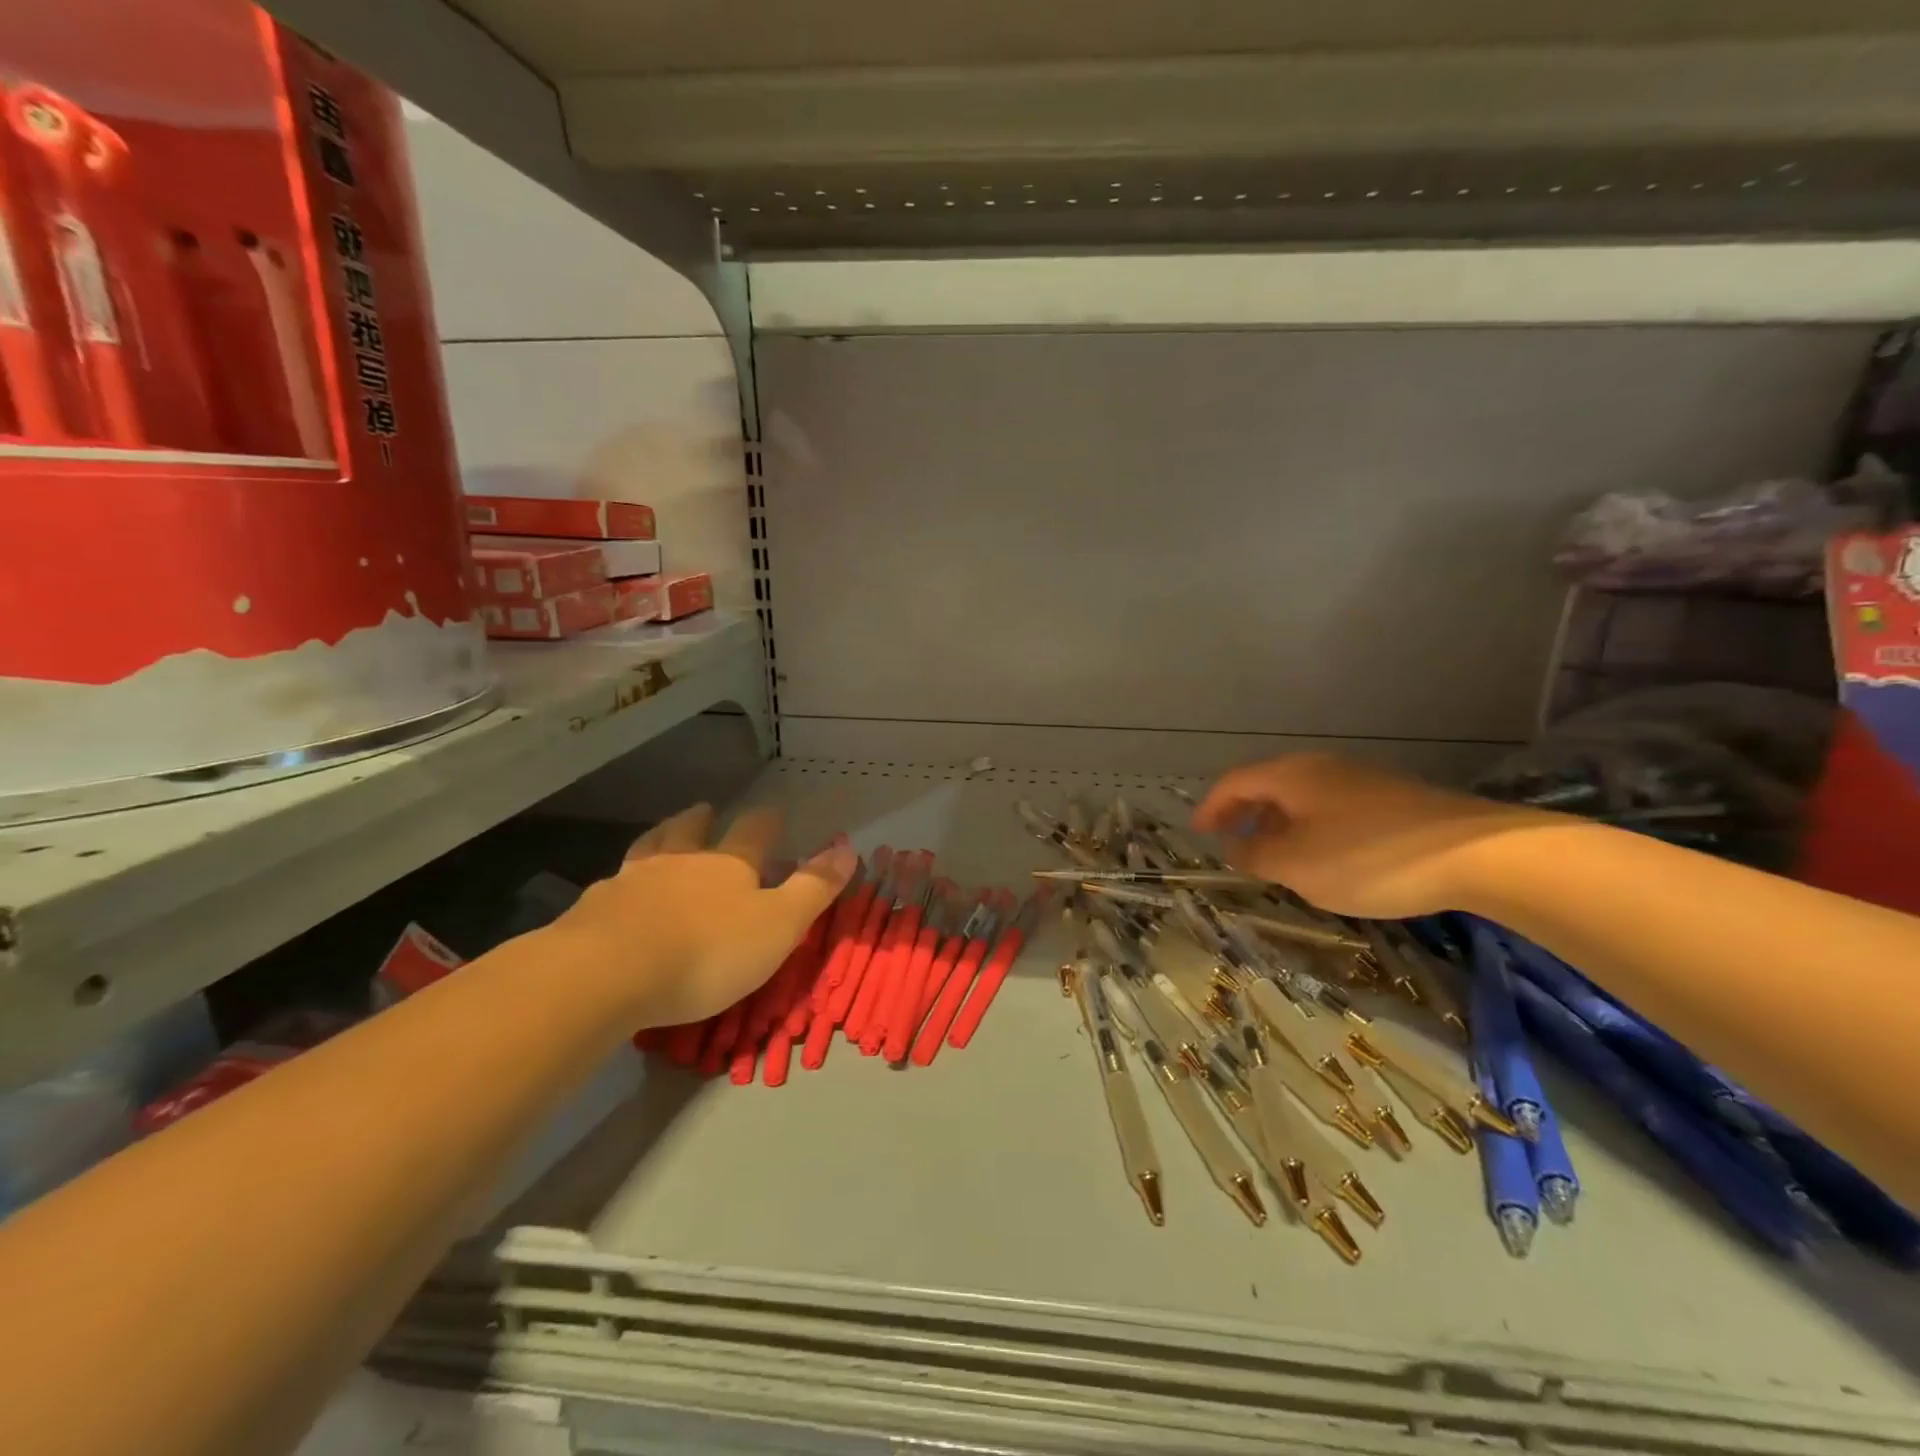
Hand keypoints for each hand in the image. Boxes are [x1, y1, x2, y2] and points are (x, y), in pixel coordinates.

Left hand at [549, 803, 855, 1028]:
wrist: (608, 973)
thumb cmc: (707, 952)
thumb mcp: (779, 925)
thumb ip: (814, 888)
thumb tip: (849, 847)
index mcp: (729, 864)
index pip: (754, 831)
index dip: (766, 821)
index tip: (772, 813)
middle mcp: (680, 861)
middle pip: (692, 829)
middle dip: (703, 819)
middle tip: (706, 809)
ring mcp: (631, 880)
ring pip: (649, 847)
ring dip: (661, 837)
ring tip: (663, 833)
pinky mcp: (593, 908)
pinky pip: (611, 884)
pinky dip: (622, 881)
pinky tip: (617, 890)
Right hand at [1191, 754, 1548, 919]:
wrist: (1478, 853)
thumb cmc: (1369, 856)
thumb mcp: (1298, 865)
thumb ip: (1257, 856)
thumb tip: (1238, 849)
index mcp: (1291, 775)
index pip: (1234, 782)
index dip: (1211, 808)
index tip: (1199, 834)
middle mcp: (1322, 767)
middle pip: (1268, 785)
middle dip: (1244, 815)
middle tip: (1232, 845)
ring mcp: (1361, 780)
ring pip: (1302, 798)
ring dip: (1278, 824)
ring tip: (1274, 858)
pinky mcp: (1392, 799)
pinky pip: (1332, 808)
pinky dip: (1311, 829)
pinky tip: (1325, 859)